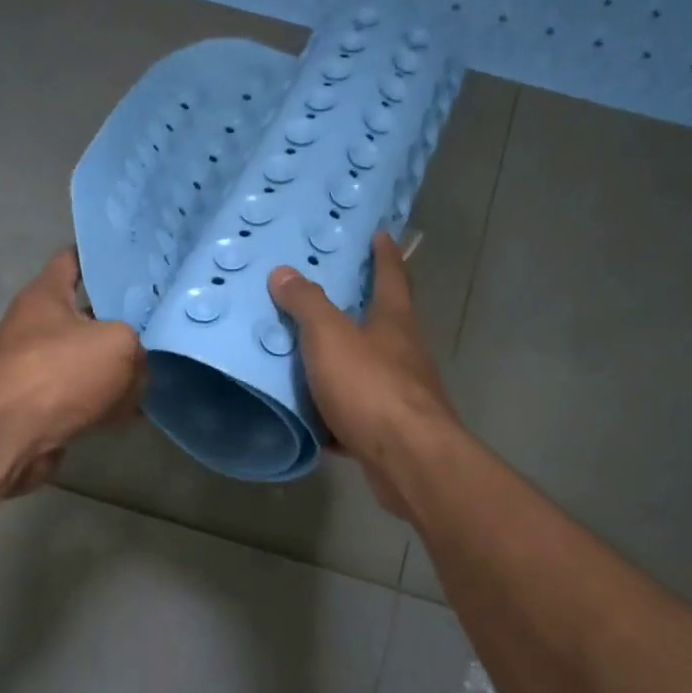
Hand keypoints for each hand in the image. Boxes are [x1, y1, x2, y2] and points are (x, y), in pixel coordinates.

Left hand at [0, 250, 146, 493]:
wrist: (10, 435)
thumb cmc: (59, 372)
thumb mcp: (119, 344)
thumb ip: (138, 345)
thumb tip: (137, 366)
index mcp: (47, 294)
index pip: (74, 259)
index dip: (105, 257)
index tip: (139, 262)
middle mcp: (38, 326)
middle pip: (87, 314)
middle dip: (122, 319)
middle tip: (162, 319)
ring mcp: (38, 368)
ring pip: (88, 359)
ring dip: (117, 367)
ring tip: (157, 367)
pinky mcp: (43, 405)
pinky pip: (84, 396)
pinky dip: (106, 403)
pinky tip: (136, 409)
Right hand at [268, 232, 460, 514]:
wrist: (407, 459)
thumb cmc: (371, 387)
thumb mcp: (330, 337)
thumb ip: (307, 305)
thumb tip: (284, 272)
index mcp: (394, 322)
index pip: (391, 276)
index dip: (384, 254)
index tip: (380, 233)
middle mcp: (405, 353)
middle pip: (384, 322)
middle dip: (361, 308)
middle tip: (328, 295)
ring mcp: (402, 394)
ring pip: (369, 369)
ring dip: (345, 362)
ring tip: (308, 357)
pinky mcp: (392, 430)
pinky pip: (358, 413)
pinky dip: (337, 412)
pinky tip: (313, 420)